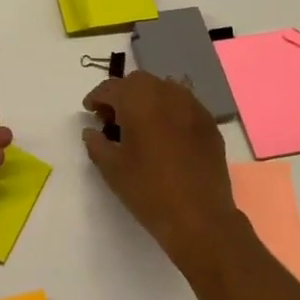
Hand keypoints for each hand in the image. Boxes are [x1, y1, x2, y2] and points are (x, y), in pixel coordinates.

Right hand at [82, 71, 238, 267]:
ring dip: (147, 100)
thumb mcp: (111, 168)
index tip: (89, 112)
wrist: (200, 217)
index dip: (96, 98)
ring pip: (164, 90)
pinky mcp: (209, 123)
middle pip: (138, 82)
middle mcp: (167, 93)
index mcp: (138, 99)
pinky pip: (183, 106)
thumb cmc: (148, 190)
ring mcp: (192, 106)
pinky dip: (169, 113)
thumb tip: (92, 131)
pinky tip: (165, 136)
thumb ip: (96, 143)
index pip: (111, 88)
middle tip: (112, 119)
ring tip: (140, 126)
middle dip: (122, 95)